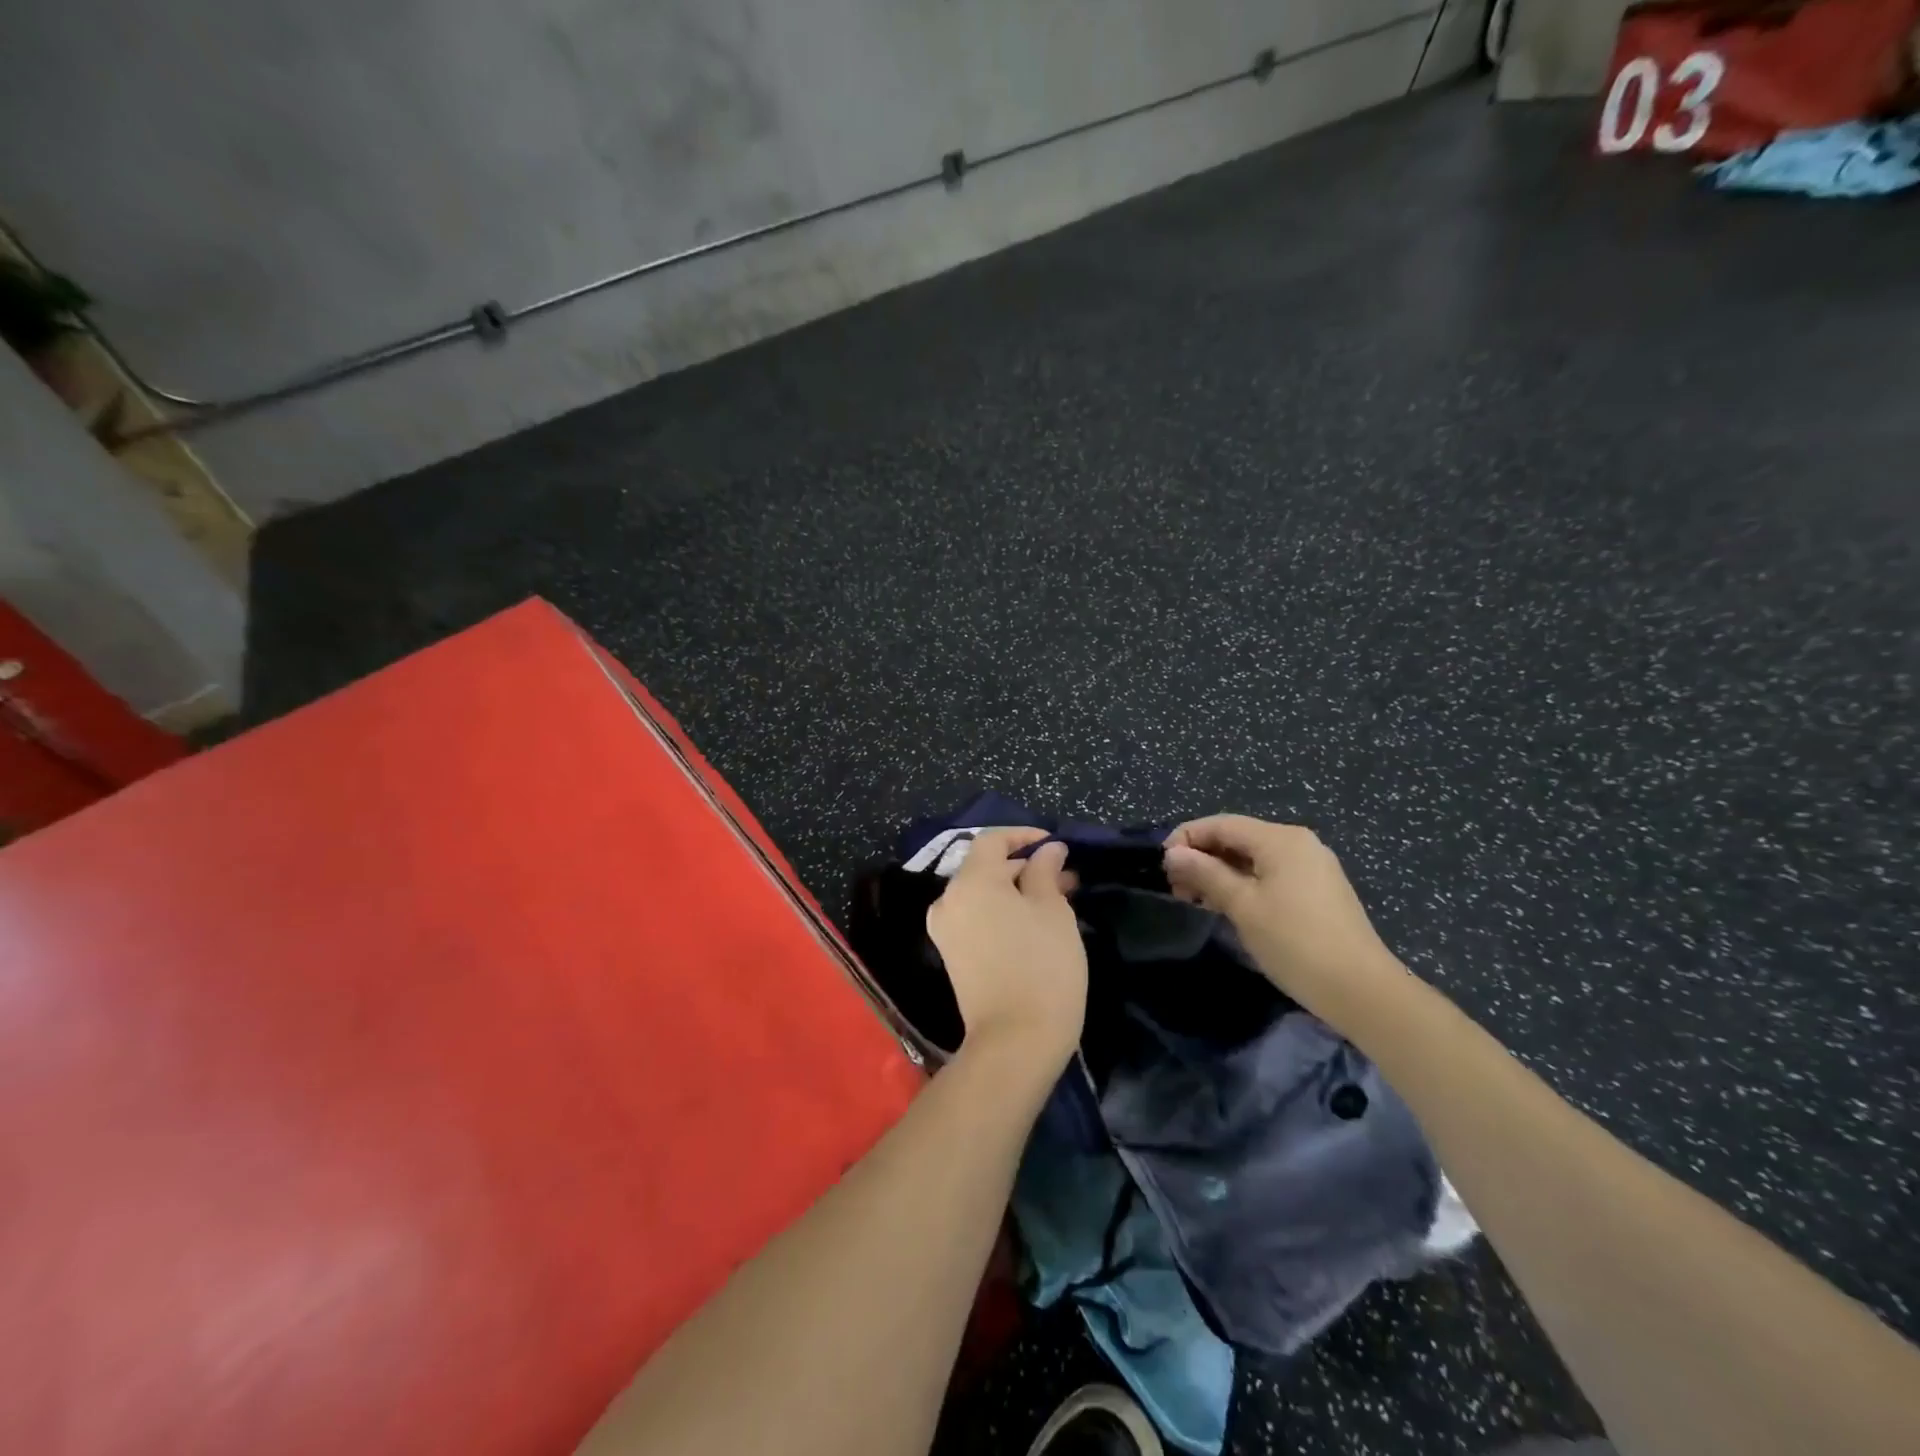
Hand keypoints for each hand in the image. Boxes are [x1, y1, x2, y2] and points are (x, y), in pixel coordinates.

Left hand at [926, 829, 1087, 1074]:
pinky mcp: (951, 955)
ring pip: (982, 894)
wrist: (1015, 1041)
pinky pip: (976, 917)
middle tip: (1066, 878)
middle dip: (1025, 867)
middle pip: (985, 867)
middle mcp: (949, 899)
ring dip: (1016, 890)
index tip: (1055, 845)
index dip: (1024, 836)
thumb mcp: (1053, 910)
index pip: (992, 840)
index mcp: (971, 881)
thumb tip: (1047, 850)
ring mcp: (945, 929)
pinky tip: (1033, 923)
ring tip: (1057, 900)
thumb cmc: (1042, 966)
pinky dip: (1001, 911)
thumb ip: (1046, 871)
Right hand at [1162, 815, 1409, 1024]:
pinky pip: (1270, 874)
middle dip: (1203, 857)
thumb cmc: (1295, 942)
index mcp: (1280, 839)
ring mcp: (1312, 867)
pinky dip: (1244, 884)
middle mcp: (1298, 843)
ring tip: (1197, 901)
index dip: (1187, 838)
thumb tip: (1173, 853)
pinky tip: (1228, 907)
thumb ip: (1205, 874)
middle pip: (1237, 838)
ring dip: (1220, 873)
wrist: (1362, 991)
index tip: (1162, 866)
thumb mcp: (1243, 906)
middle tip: (1177, 889)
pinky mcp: (1318, 890)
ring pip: (1253, 858)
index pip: (1221, 823)